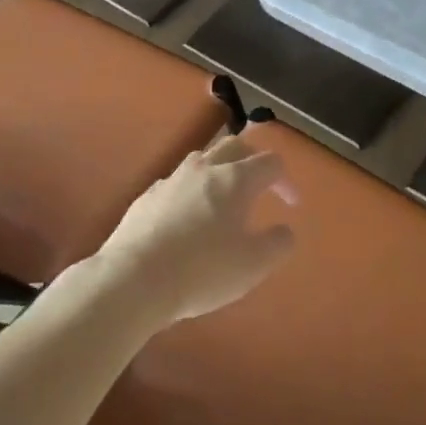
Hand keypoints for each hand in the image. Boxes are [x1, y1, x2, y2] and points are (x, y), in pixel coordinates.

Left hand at [94, 136, 297, 329]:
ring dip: (220, 170)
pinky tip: (188, 216)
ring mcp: (172, 179)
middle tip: (261, 184)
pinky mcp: (148, 196)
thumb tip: (284, 230)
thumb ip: (277, 244)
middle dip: (253, 160)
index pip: (270, 163)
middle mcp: (205, 169)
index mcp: (235, 179)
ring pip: (203, 159)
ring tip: (224, 197)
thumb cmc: (202, 270)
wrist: (134, 278)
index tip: (291, 205)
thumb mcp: (253, 265)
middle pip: (235, 146)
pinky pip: (177, 182)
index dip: (285, 181)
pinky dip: (192, 190)